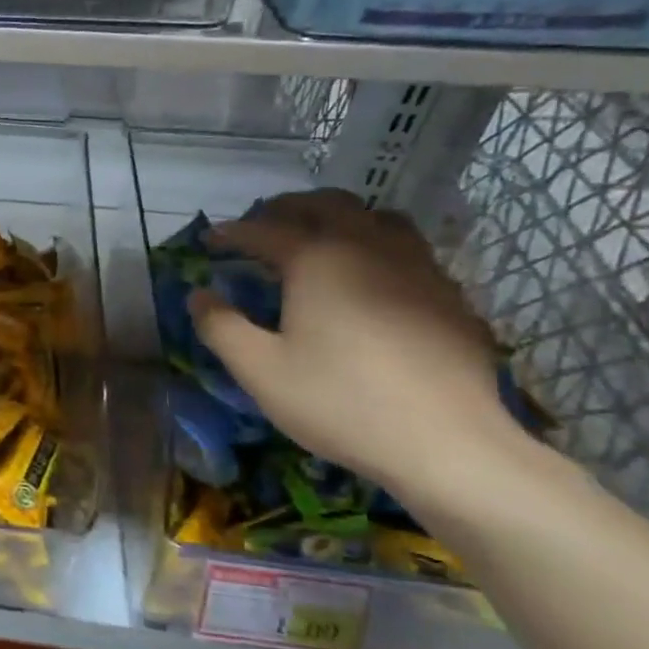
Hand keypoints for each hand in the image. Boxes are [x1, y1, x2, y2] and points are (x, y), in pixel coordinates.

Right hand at [190, 190, 527, 501]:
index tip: (207, 240)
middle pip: (326, 205)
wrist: (448, 443)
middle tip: (261, 226)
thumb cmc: (341, 402)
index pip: (264, 230)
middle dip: (286, 209)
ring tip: (318, 239)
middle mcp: (369, 247)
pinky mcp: (449, 295)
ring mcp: (418, 267)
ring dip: (339, 218)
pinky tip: (369, 281)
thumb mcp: (260, 370)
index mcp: (318, 259)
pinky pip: (407, 250)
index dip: (231, 233)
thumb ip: (220, 327)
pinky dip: (375, 247)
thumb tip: (199, 295)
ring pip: (376, 218)